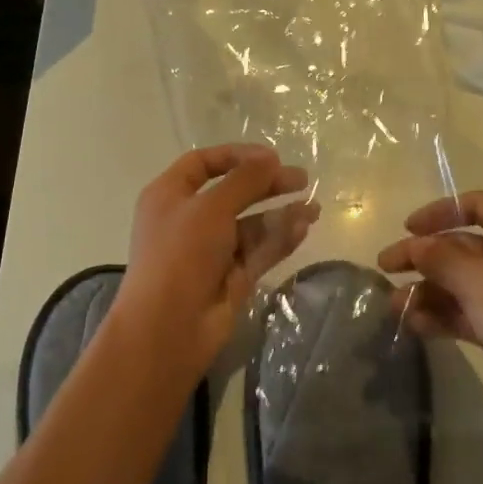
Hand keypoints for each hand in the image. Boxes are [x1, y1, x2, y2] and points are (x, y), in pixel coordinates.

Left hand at [112, 145, 316, 390]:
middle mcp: (190, 219)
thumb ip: (244, 180)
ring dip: (280, 214)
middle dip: (267, 184)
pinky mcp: (231, 277)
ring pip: (251, 225)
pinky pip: (259, 251)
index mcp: (170, 195)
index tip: (271, 157)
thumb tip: (270, 158)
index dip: (236, 155)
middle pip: (233, 192)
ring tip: (314, 208)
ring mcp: (211, 250)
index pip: (203, 163)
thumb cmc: (181, 254)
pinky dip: (279, 239)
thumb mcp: (211, 208)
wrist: (168, 327)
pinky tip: (302, 229)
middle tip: (302, 179)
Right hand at [378, 191, 482, 452]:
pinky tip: (415, 326)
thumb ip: (442, 258)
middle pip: (465, 245)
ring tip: (394, 306)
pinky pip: (468, 312)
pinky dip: (442, 315)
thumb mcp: (481, 282)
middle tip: (385, 268)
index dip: (441, 211)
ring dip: (428, 289)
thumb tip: (415, 244)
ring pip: (463, 282)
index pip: (479, 205)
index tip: (407, 229)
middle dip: (425, 256)